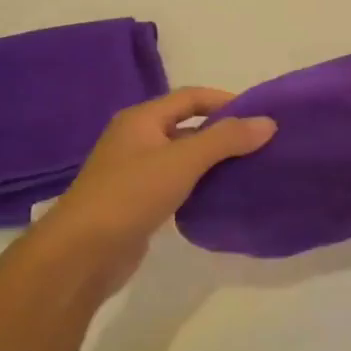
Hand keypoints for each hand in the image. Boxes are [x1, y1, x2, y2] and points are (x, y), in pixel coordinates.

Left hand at [38, 87, 274, 294]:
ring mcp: (135, 172)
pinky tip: (221, 197)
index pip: (191, 97)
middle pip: (188, 126)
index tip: (260, 116)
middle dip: (223, 133)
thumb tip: (268, 122)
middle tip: (260, 145)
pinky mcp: (138, 202)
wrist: (82, 253)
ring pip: (183, 157)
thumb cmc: (131, 194)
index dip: (226, 101)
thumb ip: (226, 139)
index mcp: (142, 119)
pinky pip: (176, 184)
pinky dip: (200, 185)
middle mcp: (136, 139)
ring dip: (213, 161)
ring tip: (249, 170)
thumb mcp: (183, 160)